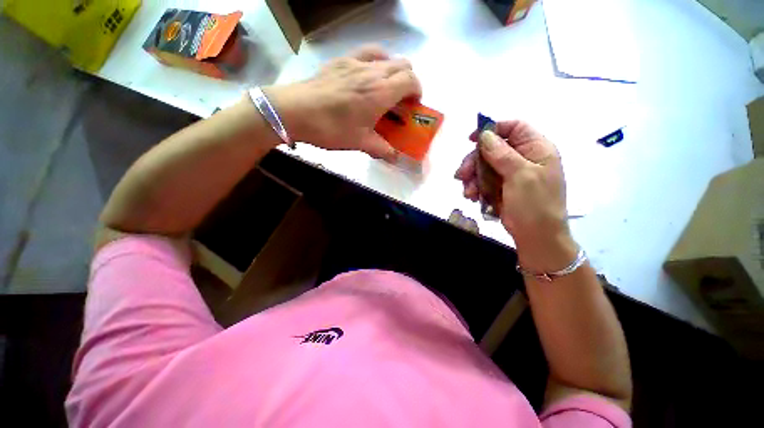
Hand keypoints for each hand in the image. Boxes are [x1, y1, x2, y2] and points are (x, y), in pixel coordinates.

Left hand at [267, 46, 421, 159]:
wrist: (295, 111)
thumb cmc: (332, 129)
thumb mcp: (360, 143)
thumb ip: (382, 149)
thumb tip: (395, 158)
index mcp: (380, 92)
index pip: (411, 80)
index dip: (417, 91)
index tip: (413, 105)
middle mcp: (372, 71)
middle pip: (403, 64)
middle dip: (408, 81)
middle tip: (400, 101)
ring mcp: (355, 62)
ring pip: (386, 56)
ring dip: (393, 70)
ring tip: (385, 88)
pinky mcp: (341, 60)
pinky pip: (366, 53)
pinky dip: (375, 62)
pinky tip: (366, 77)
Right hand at [455, 121, 576, 271]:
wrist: (536, 236)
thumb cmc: (535, 204)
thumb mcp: (521, 175)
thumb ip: (502, 153)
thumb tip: (485, 134)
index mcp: (536, 149)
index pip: (514, 128)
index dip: (492, 130)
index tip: (472, 140)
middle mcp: (523, 158)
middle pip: (492, 149)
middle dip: (474, 161)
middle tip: (461, 174)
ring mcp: (510, 174)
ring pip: (484, 166)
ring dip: (472, 178)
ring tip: (468, 192)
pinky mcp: (501, 187)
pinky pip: (483, 181)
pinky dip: (475, 188)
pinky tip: (472, 197)